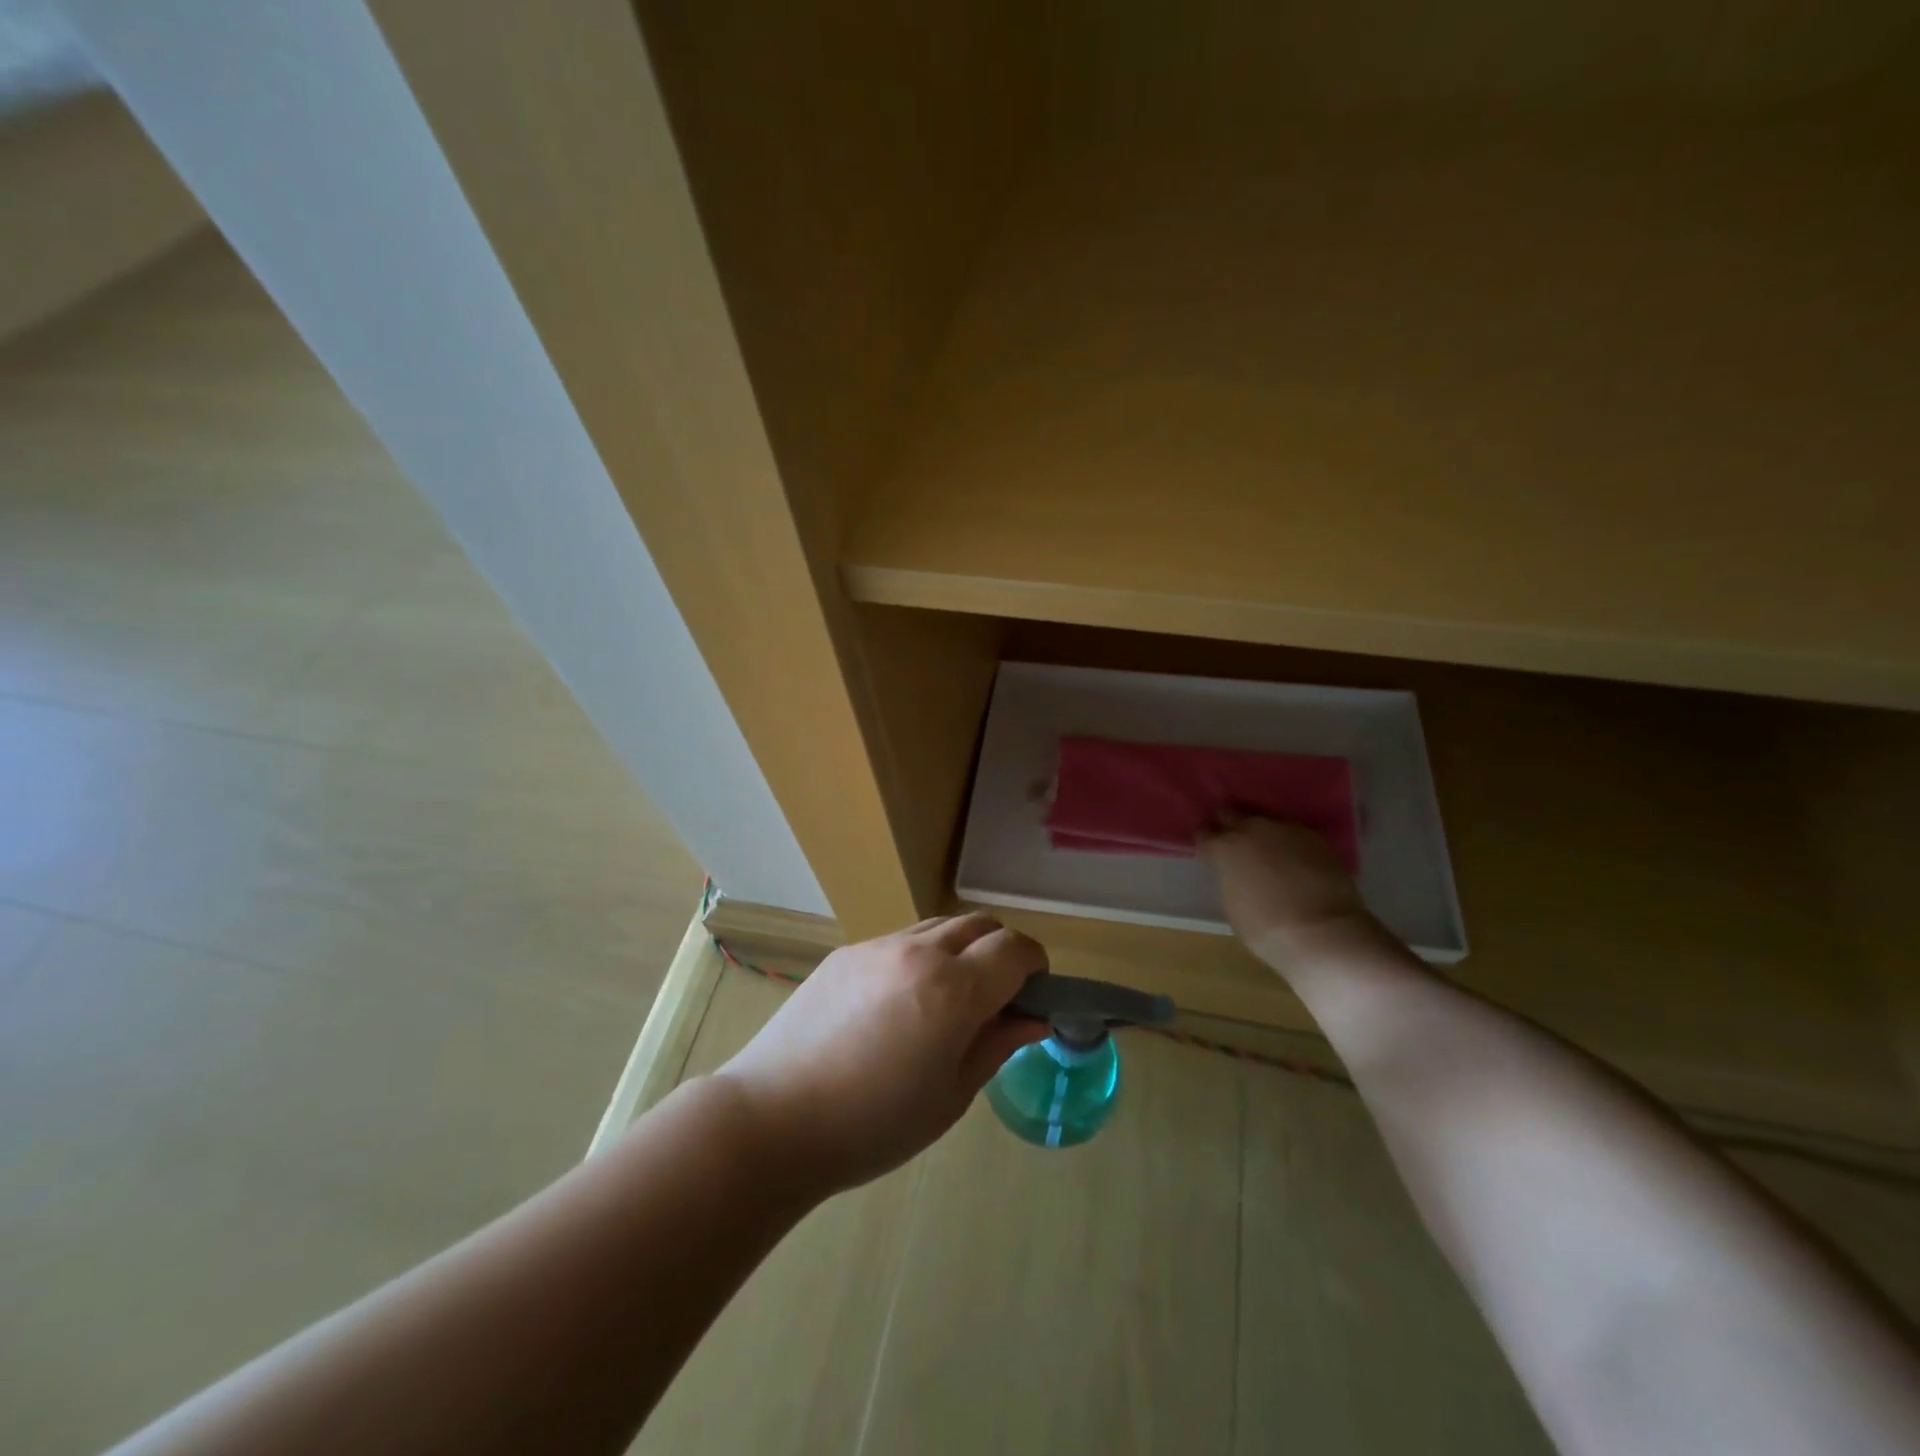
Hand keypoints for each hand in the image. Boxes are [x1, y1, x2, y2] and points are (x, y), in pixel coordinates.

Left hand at [713, 914, 1050, 1195]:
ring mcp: (878, 946)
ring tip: (947, 997)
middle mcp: (919, 952)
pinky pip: (900, 939)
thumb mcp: (950, 1095)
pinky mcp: (846, 952)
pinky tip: (899, 1002)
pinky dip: (920, 955)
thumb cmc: (873, 1125)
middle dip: (1001, 950)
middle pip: (980, 925)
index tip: (1033, 994)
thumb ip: (997, 1045)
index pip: (1015, 949)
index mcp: (954, 989)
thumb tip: (1033, 1018)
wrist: (774, 1118)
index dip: (1035, 965)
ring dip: (961, 948)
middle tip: (997, 996)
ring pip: (939, 926)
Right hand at [1200, 816, 1373, 964]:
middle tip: (1233, 843)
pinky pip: (1292, 831)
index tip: (1210, 853)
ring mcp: (1284, 829)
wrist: (1323, 932)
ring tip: (1266, 848)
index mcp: (1224, 849)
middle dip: (1229, 826)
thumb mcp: (1232, 907)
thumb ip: (1230, 880)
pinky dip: (1288, 841)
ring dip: (1260, 831)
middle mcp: (1251, 830)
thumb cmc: (1267, 930)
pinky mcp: (1314, 836)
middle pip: (1231, 814)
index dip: (1207, 844)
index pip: (1204, 835)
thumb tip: (1235, 874)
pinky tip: (1294, 857)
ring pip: (1264, 818)